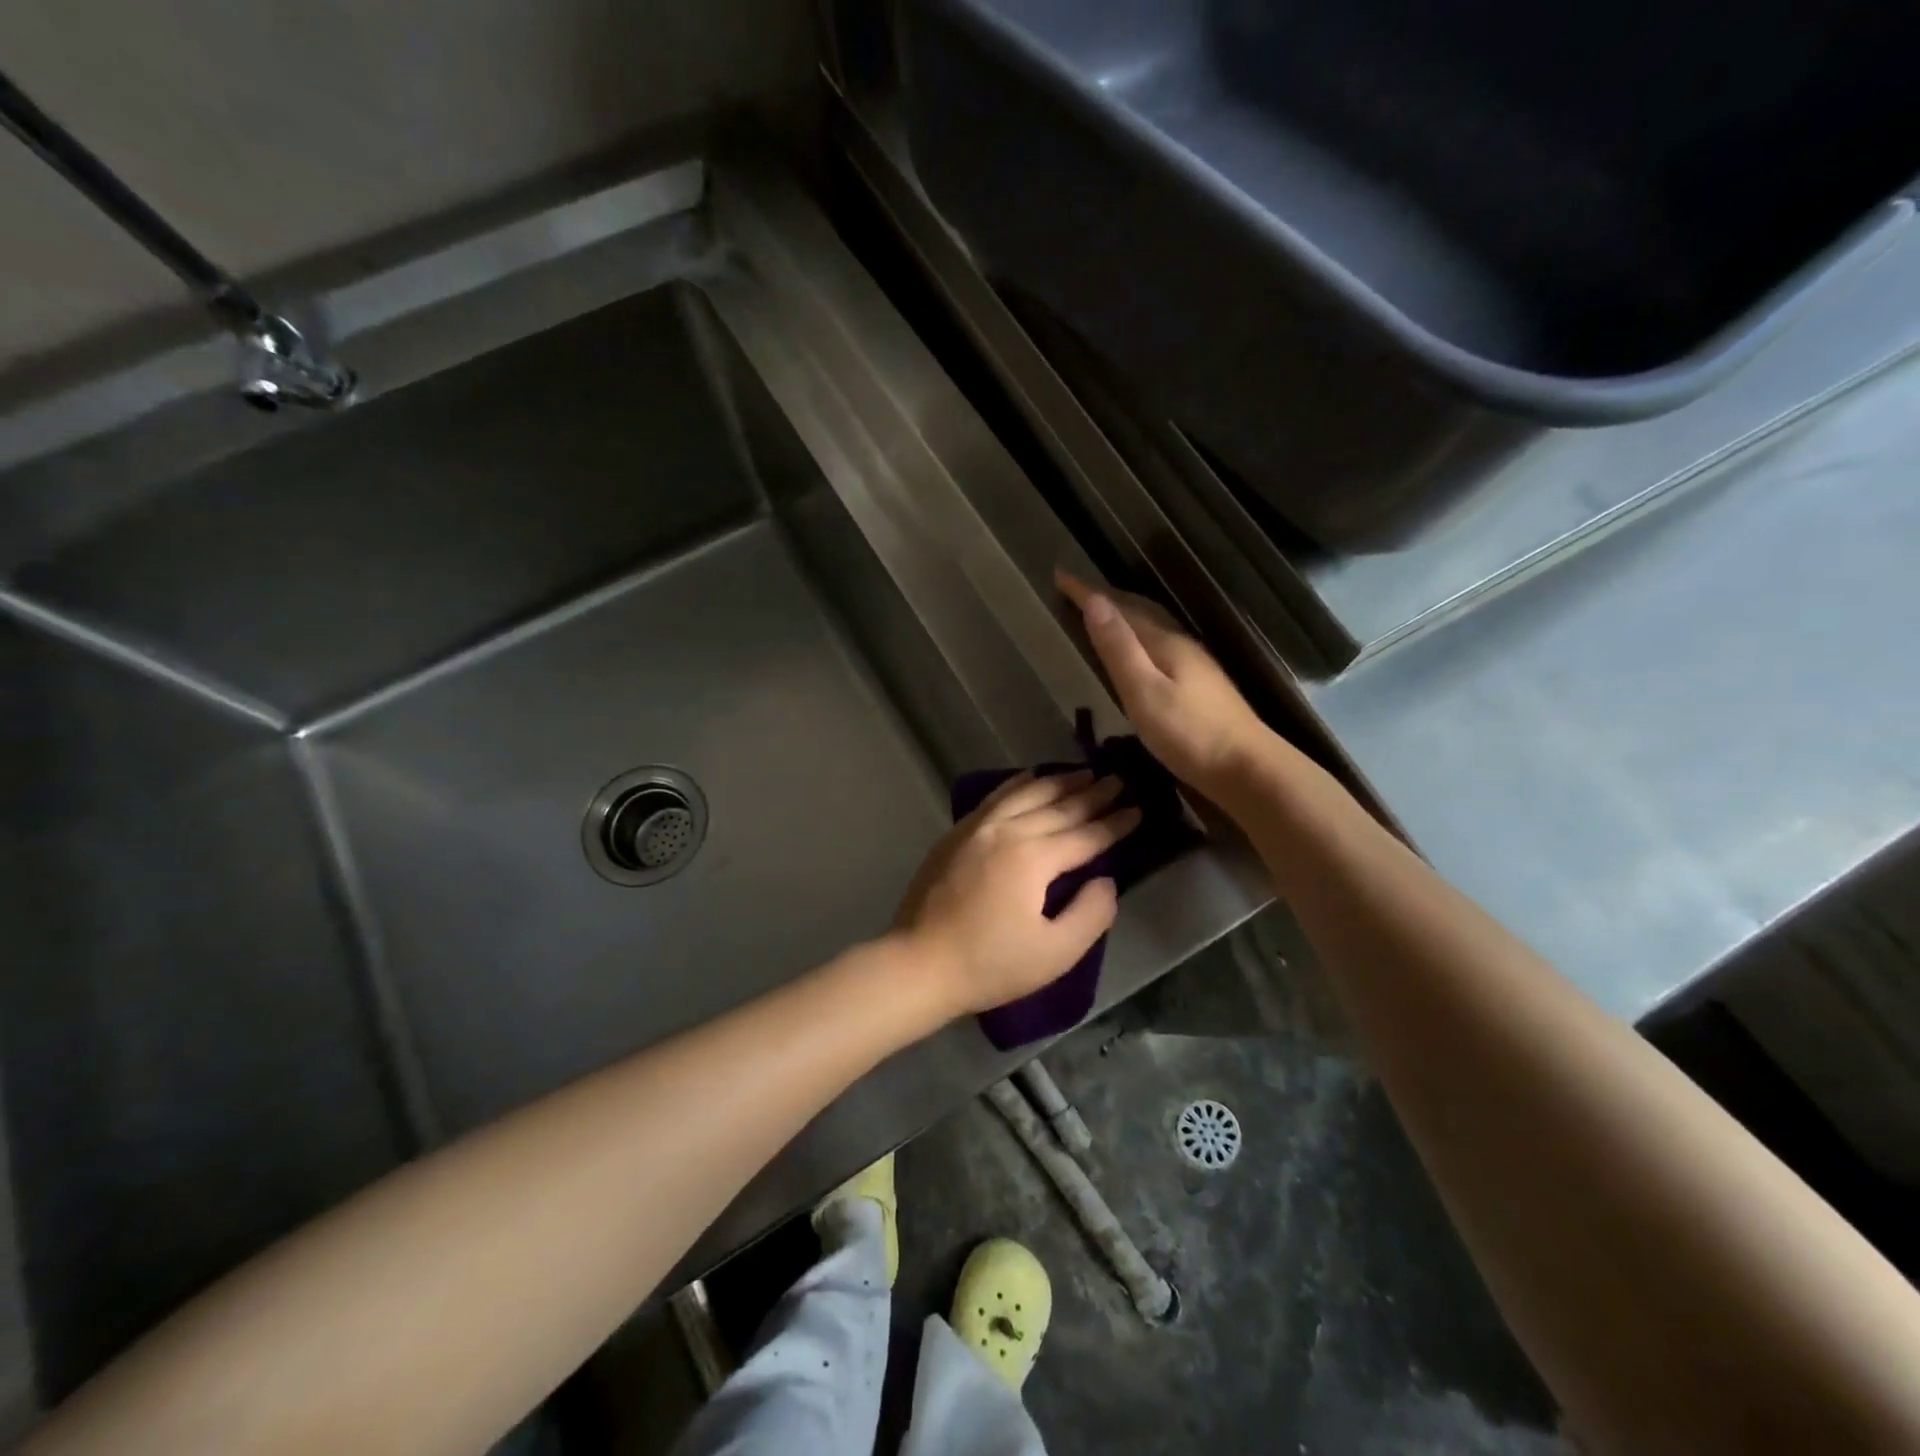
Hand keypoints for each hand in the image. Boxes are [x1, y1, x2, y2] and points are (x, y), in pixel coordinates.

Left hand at [894, 770, 1139, 1018]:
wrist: (920, 963)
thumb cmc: (990, 965)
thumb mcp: (1055, 953)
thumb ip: (1091, 913)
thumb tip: (1105, 879)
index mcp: (1034, 858)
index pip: (1086, 835)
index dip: (1115, 824)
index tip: (1138, 809)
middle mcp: (1008, 831)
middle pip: (1059, 807)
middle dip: (1093, 794)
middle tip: (1119, 780)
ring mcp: (978, 827)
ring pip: (1027, 793)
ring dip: (1059, 782)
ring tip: (1084, 772)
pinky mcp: (957, 833)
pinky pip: (996, 797)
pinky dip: (1018, 783)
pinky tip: (1030, 776)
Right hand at [1057, 569, 1271, 793]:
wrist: (1247, 768)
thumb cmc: (1189, 734)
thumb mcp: (1144, 692)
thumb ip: (1119, 649)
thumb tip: (1095, 603)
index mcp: (1164, 643)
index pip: (1119, 608)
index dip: (1087, 592)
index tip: (1059, 574)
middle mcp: (1181, 644)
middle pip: (1139, 610)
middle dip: (1106, 597)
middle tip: (1076, 589)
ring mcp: (1195, 663)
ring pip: (1152, 626)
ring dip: (1124, 614)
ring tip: (1101, 612)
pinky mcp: (1200, 684)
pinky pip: (1160, 643)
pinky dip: (1139, 635)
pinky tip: (1139, 650)